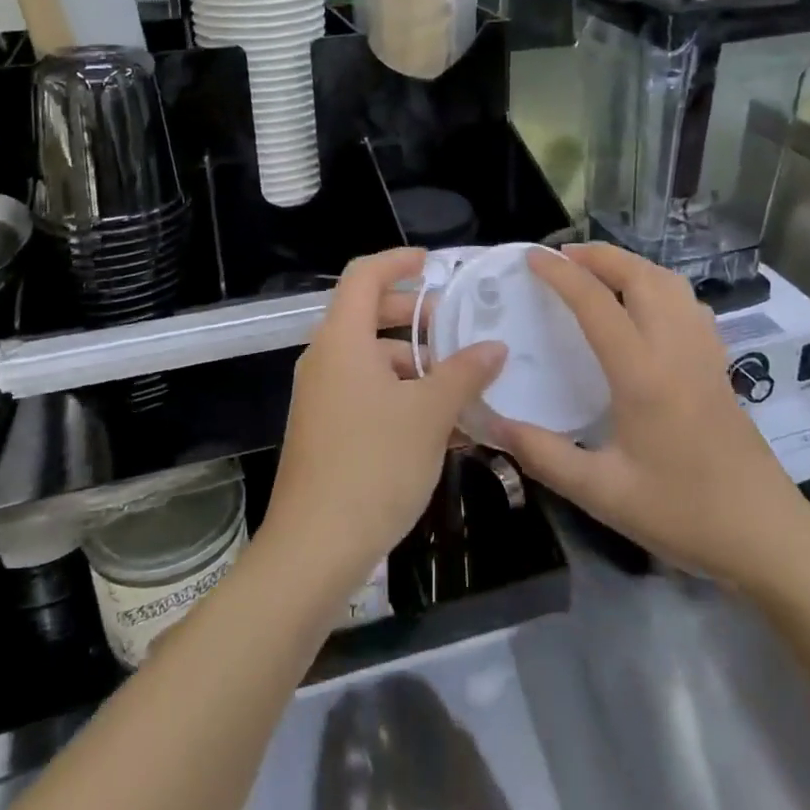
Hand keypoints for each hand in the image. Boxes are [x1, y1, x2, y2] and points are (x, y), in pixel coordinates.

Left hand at [261, 249, 506, 602]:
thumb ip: (465, 373)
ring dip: (414, 364)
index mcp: (342, 340)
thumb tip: (495, 346)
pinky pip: (366, 394)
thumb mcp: (430, 414)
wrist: (315, 548)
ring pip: (371, 360)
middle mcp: (325, 359)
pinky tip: (443, 426)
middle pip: (368, 315)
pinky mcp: (325, 430)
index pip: (364, 275)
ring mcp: (321, 396)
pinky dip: (401, 396)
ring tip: (462, 385)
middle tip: (456, 326)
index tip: (434, 264)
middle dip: (414, 316)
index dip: (398, 261)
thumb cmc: (374, 465)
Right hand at [484, 243, 809, 600]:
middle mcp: (676, 349)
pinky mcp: (719, 366)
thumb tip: (490, 424)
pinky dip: (659, 286)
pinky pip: (688, 304)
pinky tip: (644, 307)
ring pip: (671, 284)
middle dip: (600, 255)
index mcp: (643, 374)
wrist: (767, 537)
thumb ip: (543, 454)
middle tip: (562, 257)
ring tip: (598, 272)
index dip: (561, 274)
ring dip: (631, 265)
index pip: (597, 303)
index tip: (531, 257)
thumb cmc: (682, 513)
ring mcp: (704, 354)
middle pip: (641, 276)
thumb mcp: (602, 493)